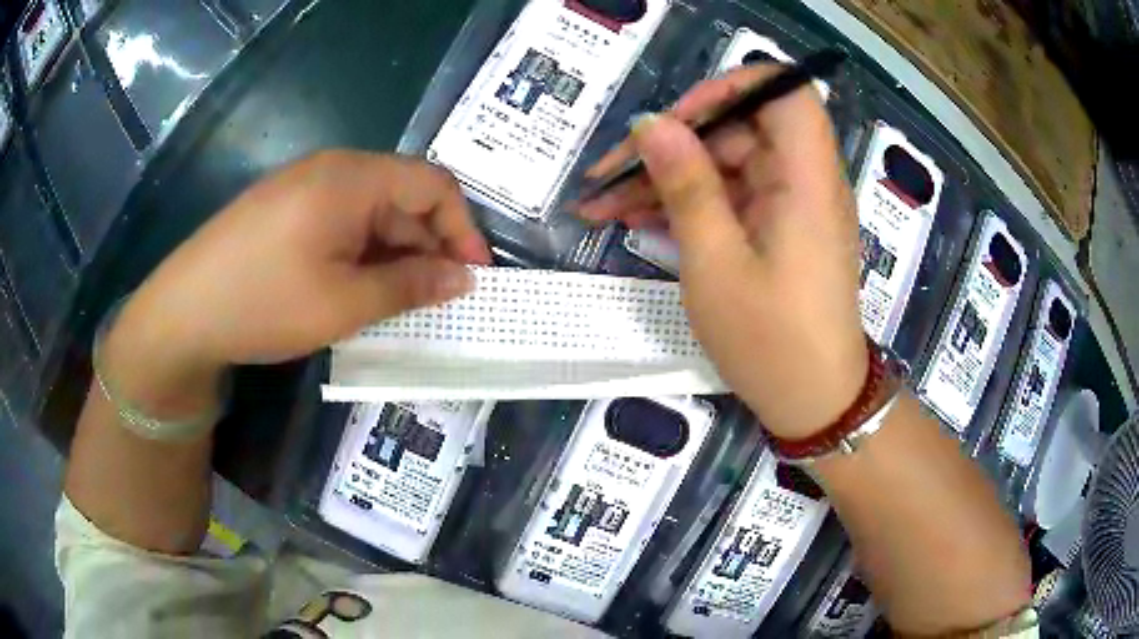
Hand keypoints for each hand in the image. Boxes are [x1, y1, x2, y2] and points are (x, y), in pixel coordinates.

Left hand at [103, 151, 489, 416]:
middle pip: (402, 196)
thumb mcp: (344, 303)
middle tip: (440, 298)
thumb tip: (462, 278)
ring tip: (402, 302)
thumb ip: (410, 286)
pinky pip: (342, 222)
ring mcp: (305, 187)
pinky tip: (359, 288)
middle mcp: (333, 169)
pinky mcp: (286, 209)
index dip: (463, 228)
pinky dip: (362, 253)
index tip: (474, 276)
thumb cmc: (264, 302)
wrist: (182, 312)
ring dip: (395, 253)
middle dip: (429, 245)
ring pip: (371, 213)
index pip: (433, 184)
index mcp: (352, 178)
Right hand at [579, 66, 866, 439]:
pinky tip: (635, 222)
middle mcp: (804, 181)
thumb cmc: (771, 342)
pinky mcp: (776, 230)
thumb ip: (686, 186)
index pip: (783, 91)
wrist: (812, 404)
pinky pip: (729, 198)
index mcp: (806, 178)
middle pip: (738, 129)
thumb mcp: (716, 265)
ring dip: (666, 179)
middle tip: (608, 174)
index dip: (729, 88)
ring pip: (724, 166)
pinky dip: (686, 205)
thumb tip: (653, 123)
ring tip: (602, 205)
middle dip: (671, 144)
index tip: (675, 118)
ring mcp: (789, 206)